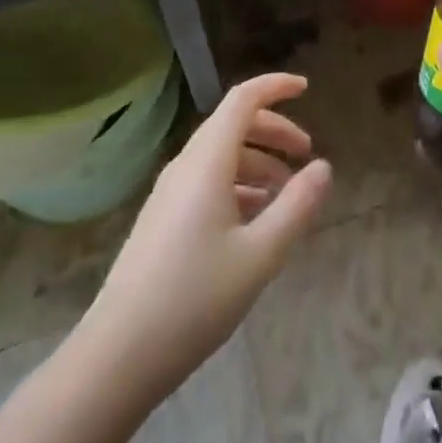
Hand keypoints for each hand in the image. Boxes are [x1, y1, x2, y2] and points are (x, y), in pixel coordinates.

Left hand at [86, 72, 331, 397]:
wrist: (117, 356)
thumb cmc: (194, 299)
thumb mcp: (259, 255)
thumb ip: (296, 206)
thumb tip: (324, 168)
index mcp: (208, 161)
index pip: (243, 99)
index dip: (275, 86)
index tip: (306, 89)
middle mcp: (186, 165)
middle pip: (234, 124)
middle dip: (274, 130)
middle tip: (306, 154)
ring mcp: (170, 193)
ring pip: (221, 155)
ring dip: (258, 161)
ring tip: (287, 193)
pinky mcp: (163, 219)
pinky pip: (207, 181)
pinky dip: (238, 184)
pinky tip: (254, 220)